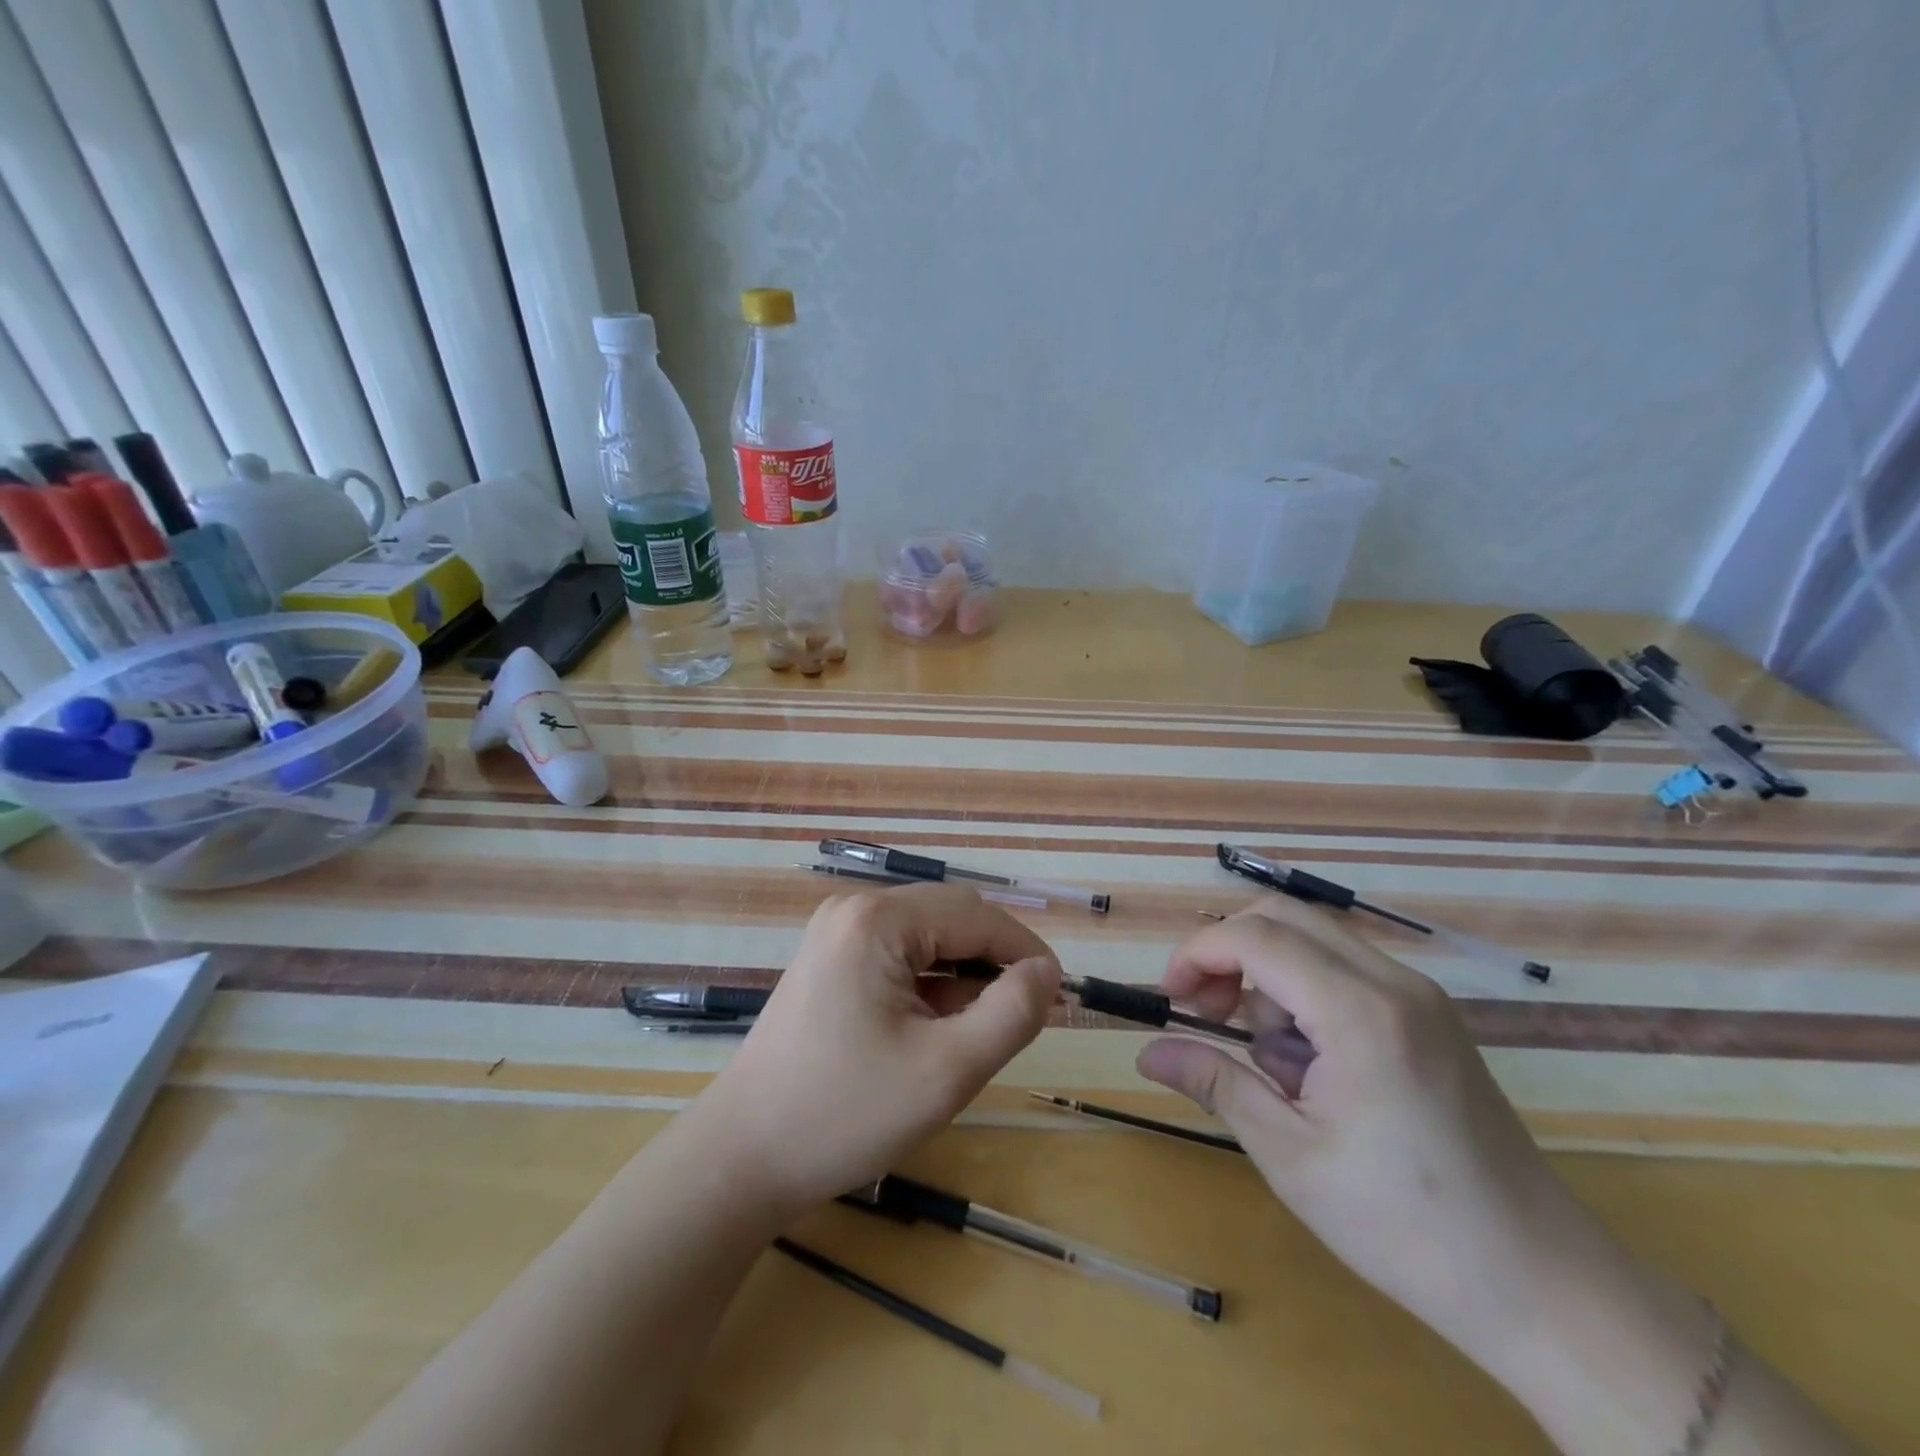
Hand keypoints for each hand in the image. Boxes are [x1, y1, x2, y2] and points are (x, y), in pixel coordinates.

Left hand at [692, 883, 1060, 1215]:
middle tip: (1025, 1018)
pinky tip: (935, 1031)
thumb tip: (1045, 972)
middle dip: (993, 963)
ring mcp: (835, 935)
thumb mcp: (947, 1070)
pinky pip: (897, 959)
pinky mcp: (827, 963)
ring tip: (980, 1033)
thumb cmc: (845, 1114)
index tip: (1060, 994)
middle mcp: (854, 910)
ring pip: (925, 941)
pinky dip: (928, 987)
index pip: (976, 915)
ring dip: (962, 978)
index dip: (1025, 951)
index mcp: (878, 920)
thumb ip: (1011, 1013)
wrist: (740, 1160)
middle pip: (949, 920)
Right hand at [1134, 897, 1652, 1392]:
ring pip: (1314, 939)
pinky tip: (1309, 1060)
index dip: (1197, 953)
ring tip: (1264, 1054)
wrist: (1543, 1284)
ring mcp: (1419, 995)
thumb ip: (1216, 1083)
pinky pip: (1345, 969)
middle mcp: (1393, 982)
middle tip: (1203, 1010)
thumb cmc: (1404, 1225)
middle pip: (1283, 916)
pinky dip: (1304, 990)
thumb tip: (1147, 1052)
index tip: (1168, 999)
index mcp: (1359, 1012)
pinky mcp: (1431, 1015)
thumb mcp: (1290, 1156)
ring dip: (1267, 973)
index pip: (1255, 937)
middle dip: (1228, 951)